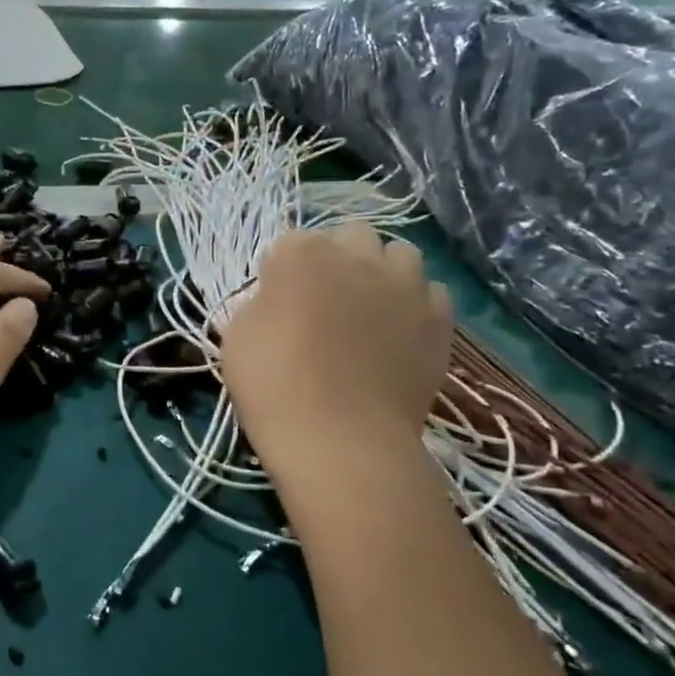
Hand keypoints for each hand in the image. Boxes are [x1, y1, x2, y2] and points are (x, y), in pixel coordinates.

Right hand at [222, 226, 451, 468]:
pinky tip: (400, 331)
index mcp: (301, 254)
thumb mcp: (236, 338)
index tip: (276, 302)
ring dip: (382, 270)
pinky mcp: (438, 318)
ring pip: (399, 253)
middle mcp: (357, 256)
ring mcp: (404, 285)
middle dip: (337, 257)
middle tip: (324, 298)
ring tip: (369, 307)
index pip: (289, 243)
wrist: (342, 440)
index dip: (281, 272)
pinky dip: (414, 303)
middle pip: (350, 235)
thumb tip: (278, 301)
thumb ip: (259, 304)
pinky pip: (431, 292)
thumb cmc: (274, 386)